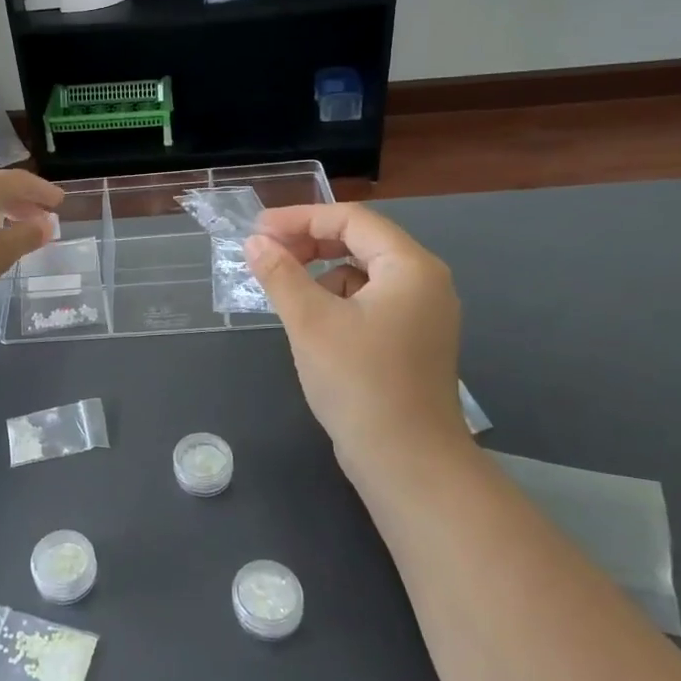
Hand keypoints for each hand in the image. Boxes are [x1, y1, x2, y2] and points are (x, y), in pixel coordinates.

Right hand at [244, 204, 471, 486]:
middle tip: (266, 256)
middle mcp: (425, 283)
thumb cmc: (359, 382)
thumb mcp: (310, 322)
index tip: (258, 229)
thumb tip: (256, 243)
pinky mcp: (412, 343)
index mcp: (410, 267)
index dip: (300, 218)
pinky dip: (337, 302)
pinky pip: (370, 303)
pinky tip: (312, 324)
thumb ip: (280, 274)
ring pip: (363, 275)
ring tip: (285, 294)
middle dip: (310, 244)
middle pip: (361, 242)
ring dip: (321, 274)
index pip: (351, 220)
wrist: (407, 462)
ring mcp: (422, 315)